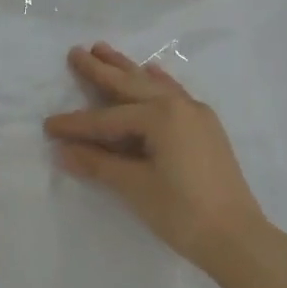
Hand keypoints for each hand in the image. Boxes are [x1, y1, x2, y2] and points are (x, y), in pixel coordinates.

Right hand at [44, 43, 267, 268]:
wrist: (237, 238)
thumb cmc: (182, 212)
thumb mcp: (135, 186)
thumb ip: (98, 163)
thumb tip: (62, 150)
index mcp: (161, 116)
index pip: (108, 118)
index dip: (76, 124)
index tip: (48, 124)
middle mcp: (179, 105)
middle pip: (131, 86)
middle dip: (101, 70)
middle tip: (76, 51)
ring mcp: (196, 114)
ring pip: (152, 85)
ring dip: (127, 69)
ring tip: (104, 50)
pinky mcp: (205, 127)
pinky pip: (174, 94)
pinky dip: (158, 82)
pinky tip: (152, 71)